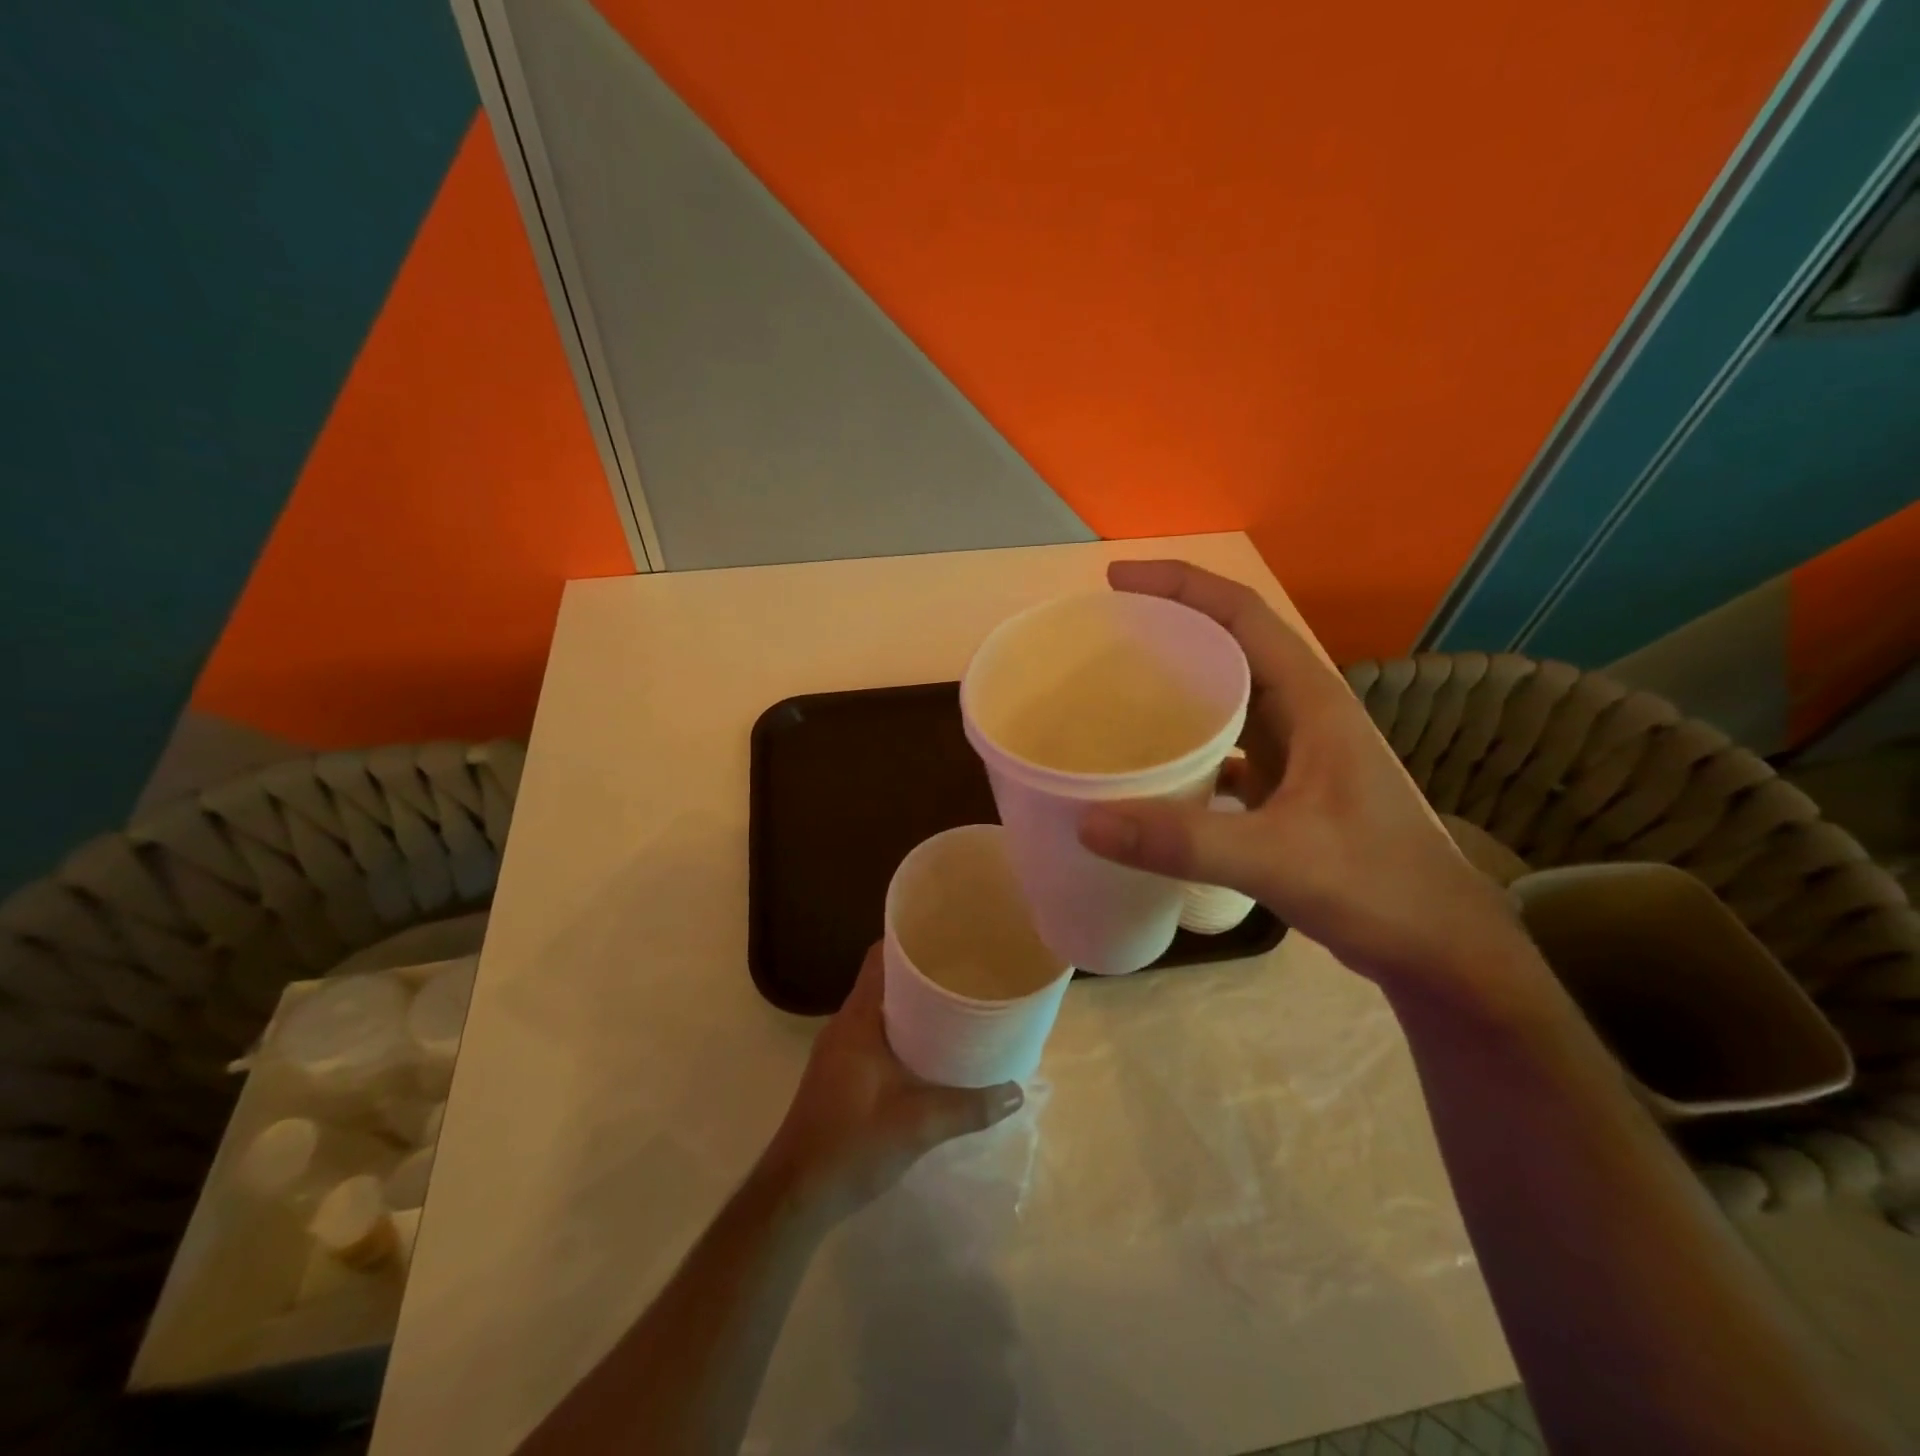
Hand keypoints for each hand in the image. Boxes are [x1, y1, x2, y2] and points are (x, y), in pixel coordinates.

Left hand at [761, 944, 1023, 1218]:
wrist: (796, 1196)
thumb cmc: (851, 1144)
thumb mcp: (917, 1124)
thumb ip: (968, 1107)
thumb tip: (1016, 1092)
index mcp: (858, 1019)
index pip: (881, 958)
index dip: (911, 942)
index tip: (948, 938)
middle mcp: (845, 1025)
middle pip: (884, 981)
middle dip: (922, 975)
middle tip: (965, 972)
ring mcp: (839, 1051)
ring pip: (881, 1011)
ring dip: (913, 1007)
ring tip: (956, 1006)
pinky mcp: (840, 1074)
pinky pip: (876, 1035)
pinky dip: (903, 1033)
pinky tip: (930, 1051)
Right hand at [1077, 560, 1531, 999]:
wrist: (1435, 945)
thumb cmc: (1376, 886)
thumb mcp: (1277, 859)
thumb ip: (1182, 842)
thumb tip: (1087, 821)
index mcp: (1311, 699)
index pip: (1241, 613)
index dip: (1180, 585)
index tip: (1117, 580)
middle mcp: (1303, 712)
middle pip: (1229, 643)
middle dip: (1169, 626)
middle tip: (1101, 633)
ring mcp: (1296, 750)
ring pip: (1227, 694)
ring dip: (1176, 681)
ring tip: (1114, 686)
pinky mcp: (1285, 786)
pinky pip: (1225, 743)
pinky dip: (1186, 740)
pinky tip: (1150, 762)